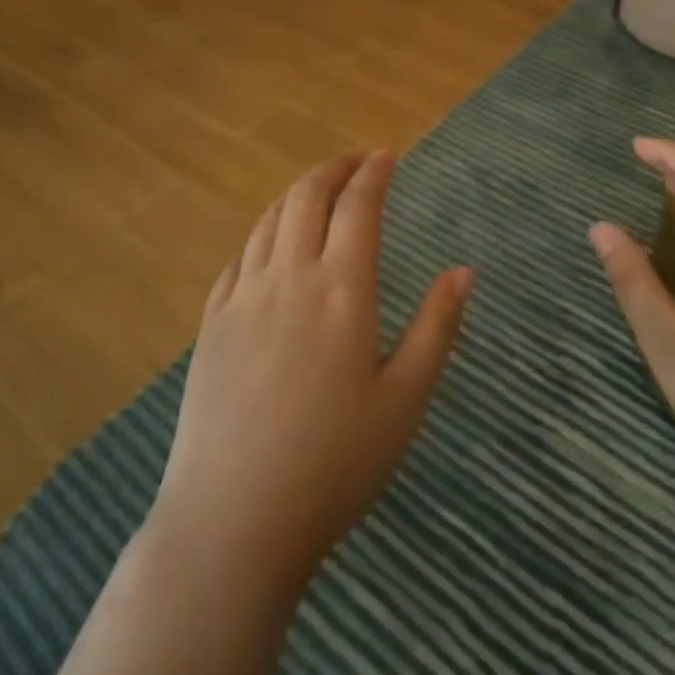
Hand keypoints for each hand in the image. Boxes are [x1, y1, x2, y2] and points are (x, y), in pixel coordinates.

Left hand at [149, 151, 473, 593]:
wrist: (234, 518)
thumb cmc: (334, 464)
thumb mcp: (405, 400)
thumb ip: (436, 327)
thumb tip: (463, 270)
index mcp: (341, 290)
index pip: (357, 206)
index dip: (374, 173)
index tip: (388, 155)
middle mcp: (289, 277)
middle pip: (306, 197)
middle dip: (333, 169)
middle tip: (355, 163)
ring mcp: (243, 296)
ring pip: (269, 219)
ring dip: (296, 193)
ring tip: (317, 192)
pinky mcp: (212, 321)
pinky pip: (239, 256)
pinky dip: (262, 232)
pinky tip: (270, 244)